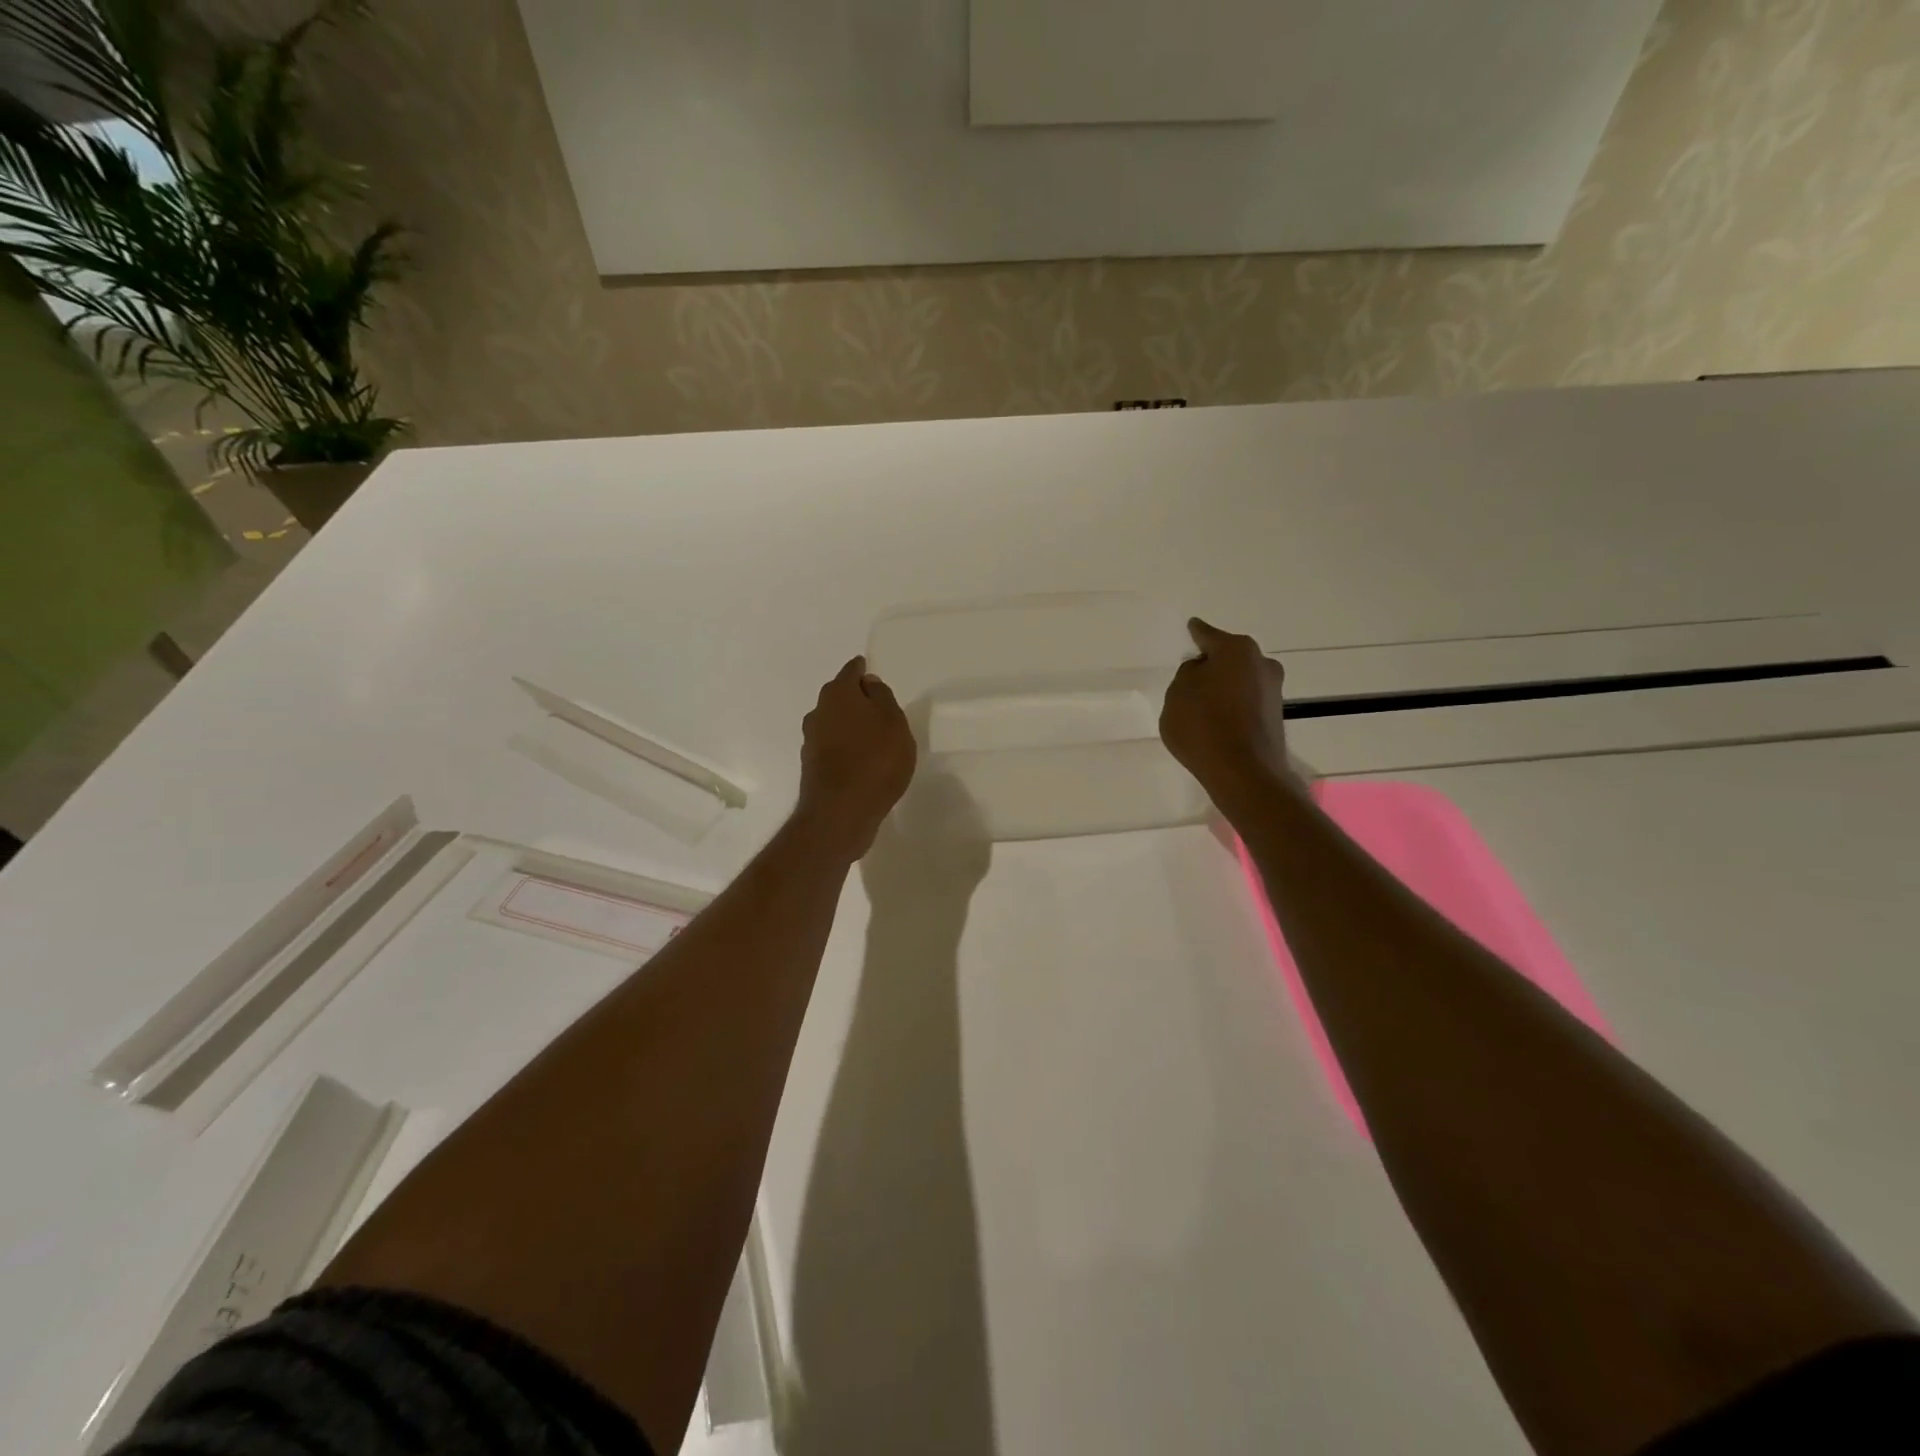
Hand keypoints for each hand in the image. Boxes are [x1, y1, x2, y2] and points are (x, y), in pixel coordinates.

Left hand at [796, 656, 917, 861]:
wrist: (841, 812)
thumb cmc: (876, 760)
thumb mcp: (893, 722)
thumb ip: (882, 698)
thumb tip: (867, 683)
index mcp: (838, 694)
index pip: (851, 671)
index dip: (863, 669)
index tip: (870, 670)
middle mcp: (818, 712)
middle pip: (839, 696)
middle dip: (855, 697)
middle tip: (877, 704)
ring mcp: (812, 741)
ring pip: (834, 722)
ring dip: (849, 724)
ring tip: (872, 735)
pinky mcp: (813, 766)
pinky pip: (832, 746)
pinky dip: (845, 747)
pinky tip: (860, 759)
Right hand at [1160, 618, 1296, 808]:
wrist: (1243, 772)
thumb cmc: (1203, 725)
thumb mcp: (1177, 694)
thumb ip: (1187, 675)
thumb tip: (1203, 672)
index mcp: (1236, 649)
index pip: (1208, 635)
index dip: (1197, 633)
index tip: (1192, 626)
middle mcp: (1261, 663)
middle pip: (1229, 658)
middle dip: (1213, 664)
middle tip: (1192, 676)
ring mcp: (1273, 691)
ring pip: (1240, 680)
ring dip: (1224, 687)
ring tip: (1202, 705)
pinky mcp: (1275, 717)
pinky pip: (1246, 703)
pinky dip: (1232, 707)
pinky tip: (1217, 722)